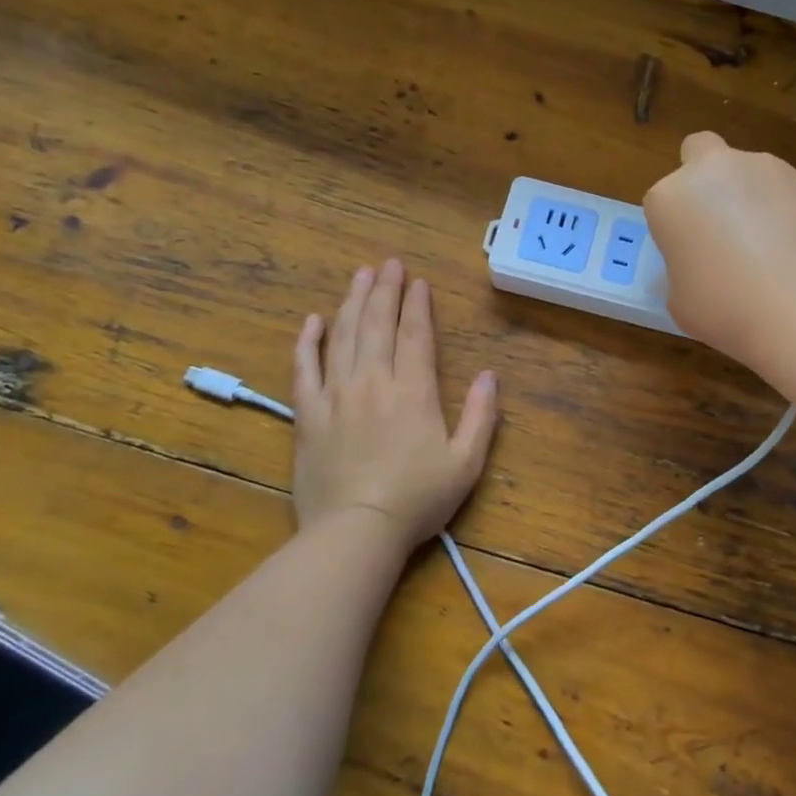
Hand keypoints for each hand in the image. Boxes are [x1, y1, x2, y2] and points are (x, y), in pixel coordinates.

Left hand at [292, 259, 498, 547]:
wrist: (355, 532)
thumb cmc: (417, 500)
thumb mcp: (466, 463)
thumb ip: (482, 416)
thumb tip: (491, 374)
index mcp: (413, 391)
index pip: (415, 334)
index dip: (417, 304)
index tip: (418, 281)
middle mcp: (374, 382)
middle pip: (378, 325)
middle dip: (386, 290)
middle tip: (389, 263)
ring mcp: (336, 395)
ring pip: (344, 336)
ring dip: (353, 302)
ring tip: (360, 275)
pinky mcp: (308, 414)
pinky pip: (305, 368)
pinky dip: (308, 341)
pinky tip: (314, 320)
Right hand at [644, 132, 795, 368]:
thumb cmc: (724, 309)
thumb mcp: (678, 299)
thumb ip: (682, 268)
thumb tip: (700, 265)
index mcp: (671, 196)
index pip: (662, 200)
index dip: (674, 226)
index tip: (688, 254)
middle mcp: (714, 170)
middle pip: (700, 152)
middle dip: (704, 179)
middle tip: (717, 225)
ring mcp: (764, 169)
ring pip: (746, 170)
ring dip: (747, 194)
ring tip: (765, 246)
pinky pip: (782, 189)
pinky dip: (782, 208)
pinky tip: (792, 248)